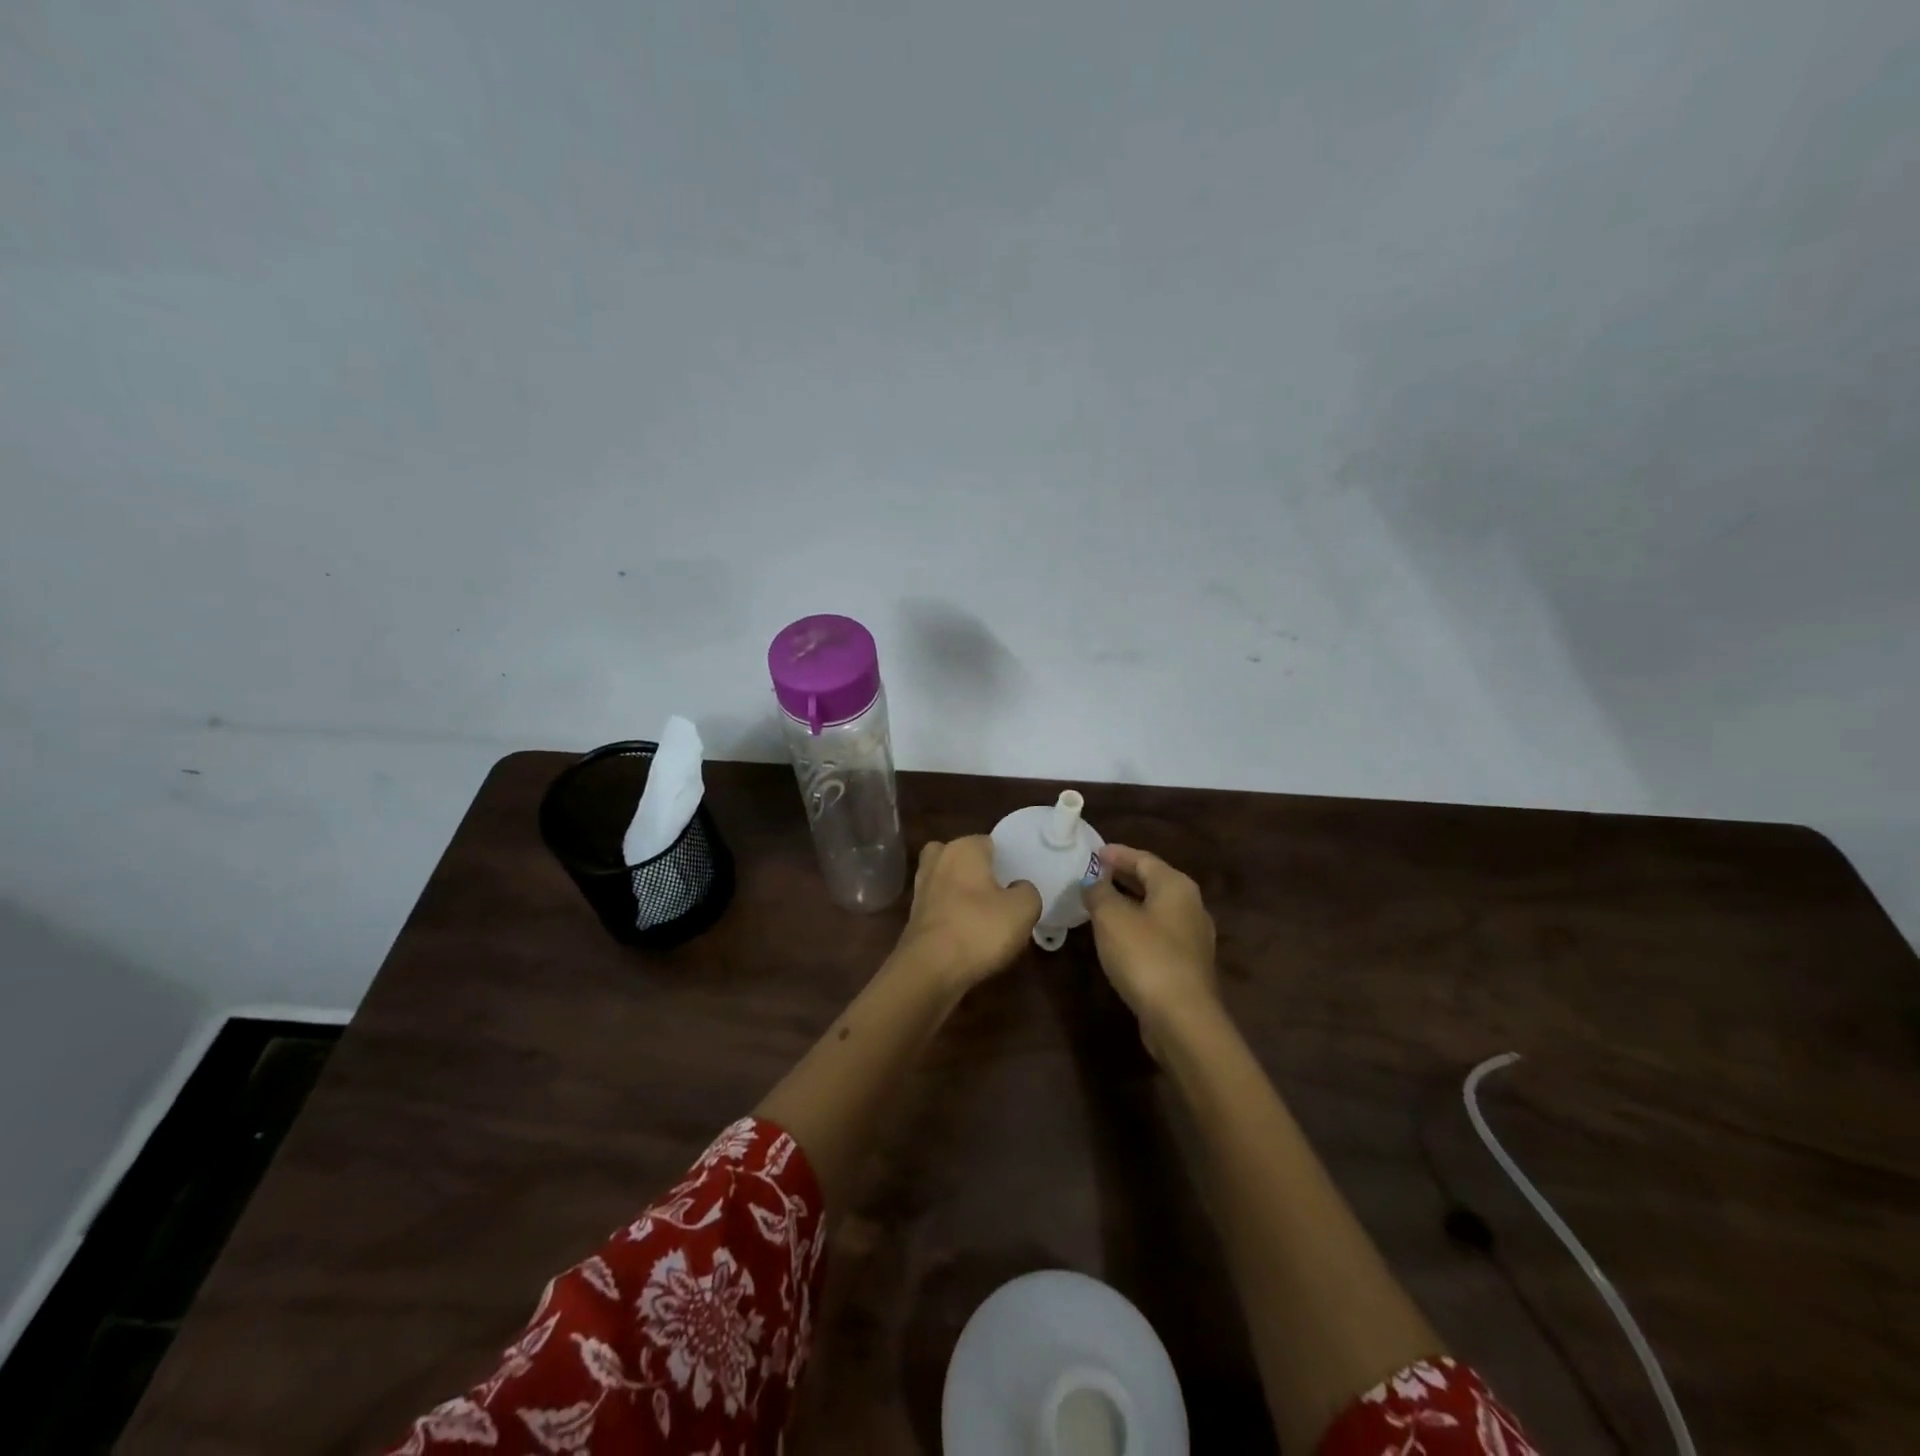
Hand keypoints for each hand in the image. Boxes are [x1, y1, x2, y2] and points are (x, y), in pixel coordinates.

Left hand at [891, 836, 1041, 992]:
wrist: (930, 969)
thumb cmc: (979, 929)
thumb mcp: (1023, 909)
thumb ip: (1028, 891)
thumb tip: (1018, 888)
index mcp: (963, 848)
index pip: (989, 843)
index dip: (1005, 861)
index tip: (1017, 881)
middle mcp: (937, 860)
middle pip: (963, 859)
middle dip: (977, 873)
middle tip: (999, 895)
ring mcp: (921, 888)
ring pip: (948, 883)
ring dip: (962, 895)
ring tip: (985, 917)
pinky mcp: (913, 916)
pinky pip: (940, 908)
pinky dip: (951, 916)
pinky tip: (968, 935)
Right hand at [1083, 844, 1218, 1055]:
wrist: (1181, 1018)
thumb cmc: (1145, 956)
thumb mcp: (1111, 917)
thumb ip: (1099, 893)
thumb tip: (1092, 882)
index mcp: (1176, 886)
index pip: (1143, 859)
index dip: (1117, 854)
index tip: (1094, 852)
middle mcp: (1191, 906)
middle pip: (1153, 882)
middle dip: (1124, 876)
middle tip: (1095, 874)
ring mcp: (1193, 938)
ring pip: (1156, 909)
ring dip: (1130, 903)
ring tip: (1101, 903)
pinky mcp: (1188, 965)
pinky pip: (1158, 934)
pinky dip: (1137, 926)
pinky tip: (1118, 936)